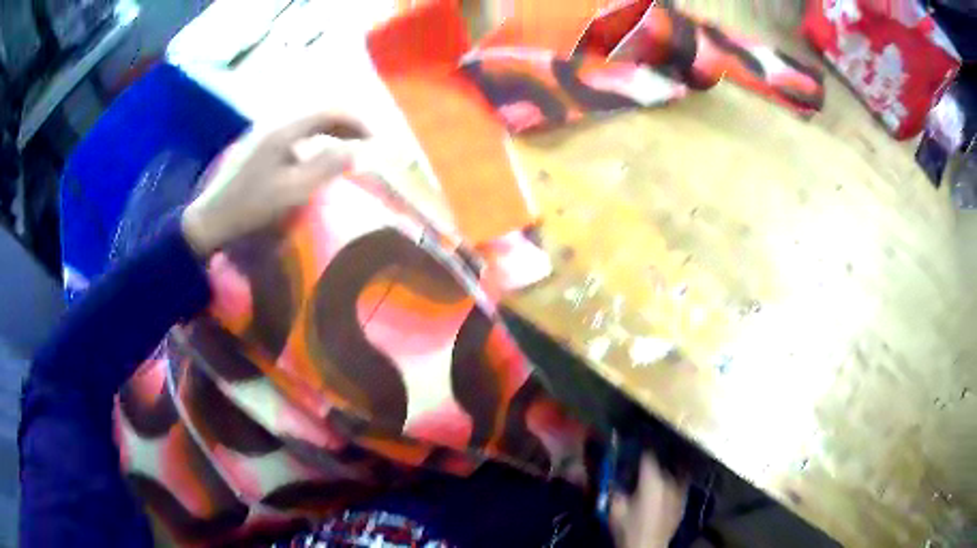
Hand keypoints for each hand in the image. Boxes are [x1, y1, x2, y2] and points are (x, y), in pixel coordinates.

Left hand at [181, 113, 367, 255]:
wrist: (211, 219)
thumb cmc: (251, 206)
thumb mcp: (293, 190)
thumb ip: (328, 167)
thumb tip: (358, 150)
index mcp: (285, 130)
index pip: (331, 112)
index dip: (358, 122)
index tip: (376, 139)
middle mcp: (275, 123)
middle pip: (319, 112)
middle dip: (347, 123)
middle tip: (367, 142)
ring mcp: (264, 133)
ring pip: (307, 122)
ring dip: (331, 130)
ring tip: (347, 146)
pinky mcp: (258, 145)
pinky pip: (295, 132)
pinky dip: (315, 138)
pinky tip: (316, 154)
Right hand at [609, 453, 687, 547]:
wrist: (647, 546)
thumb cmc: (629, 527)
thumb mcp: (615, 508)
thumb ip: (614, 490)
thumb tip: (612, 481)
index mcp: (652, 479)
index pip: (647, 456)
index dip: (640, 452)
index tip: (633, 450)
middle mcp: (669, 481)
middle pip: (660, 466)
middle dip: (651, 467)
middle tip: (639, 472)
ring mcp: (679, 492)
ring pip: (671, 477)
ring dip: (662, 477)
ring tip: (653, 482)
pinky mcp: (683, 504)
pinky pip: (678, 489)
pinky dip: (671, 488)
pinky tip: (664, 494)